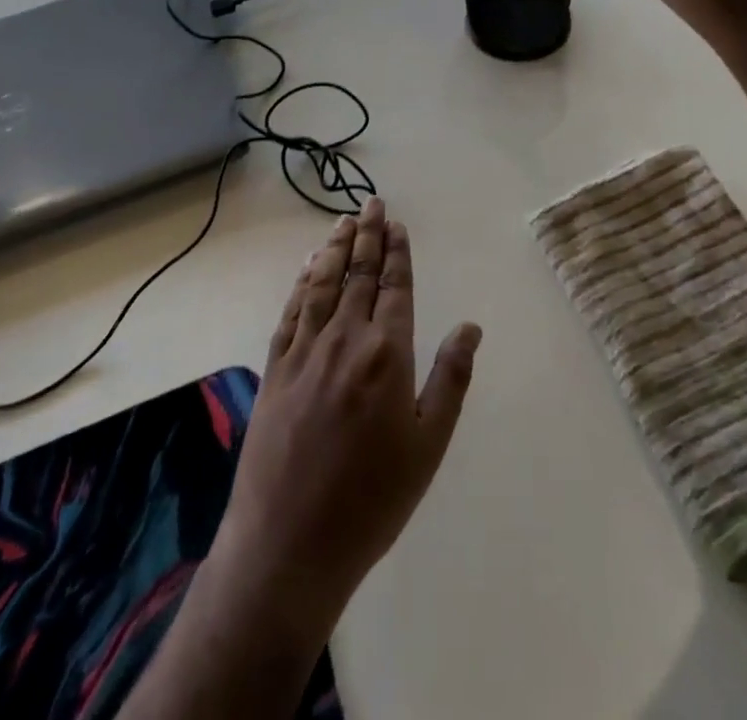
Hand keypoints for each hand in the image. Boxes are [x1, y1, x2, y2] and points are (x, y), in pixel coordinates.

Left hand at [212, 199, 480, 643]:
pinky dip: (302, 282)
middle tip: (371, 203)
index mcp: (387, 354)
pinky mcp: (275, 368)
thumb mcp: (428, 446)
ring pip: (323, 284)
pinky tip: (308, 267)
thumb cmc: (372, 499)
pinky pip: (291, 311)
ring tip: (343, 222)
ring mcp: (305, 351)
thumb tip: (471, 327)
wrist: (290, 543)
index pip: (394, 286)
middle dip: (367, 236)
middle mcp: (345, 339)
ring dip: (335, 249)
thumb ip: (450, 379)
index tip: (396, 224)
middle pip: (358, 274)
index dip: (396, 253)